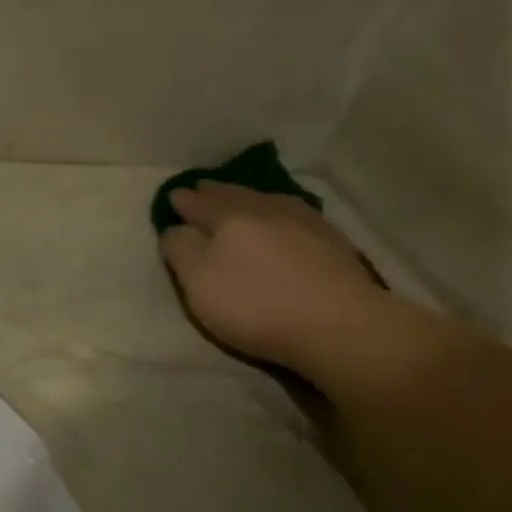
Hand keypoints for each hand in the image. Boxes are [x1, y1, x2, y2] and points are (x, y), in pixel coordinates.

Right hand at [160, 184, 386, 379]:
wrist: (337, 323)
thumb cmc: (255, 306)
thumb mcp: (198, 283)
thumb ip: (181, 251)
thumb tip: (174, 228)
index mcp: (228, 220)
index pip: (198, 205)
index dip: (184, 202)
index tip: (174, 196)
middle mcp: (265, 211)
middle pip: (234, 196)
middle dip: (215, 192)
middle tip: (203, 187)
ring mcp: (303, 222)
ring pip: (267, 200)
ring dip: (249, 197)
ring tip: (241, 196)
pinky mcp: (332, 241)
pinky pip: (295, 214)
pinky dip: (279, 210)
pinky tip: (284, 216)